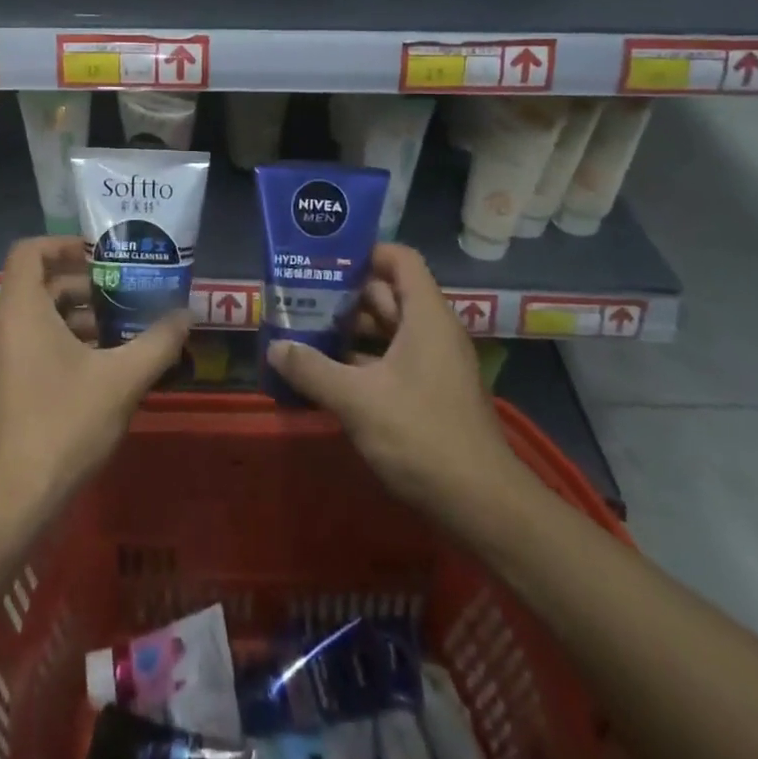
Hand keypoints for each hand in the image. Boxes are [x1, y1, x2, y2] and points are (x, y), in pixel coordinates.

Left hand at [0, 237, 189, 518]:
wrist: (4, 505)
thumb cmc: (62, 427)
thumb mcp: (121, 381)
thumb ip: (157, 342)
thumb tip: (187, 314)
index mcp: (18, 310)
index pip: (29, 251)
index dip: (64, 245)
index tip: (101, 257)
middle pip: (36, 287)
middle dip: (81, 289)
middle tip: (122, 300)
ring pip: (30, 320)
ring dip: (70, 320)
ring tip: (115, 338)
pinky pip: (20, 348)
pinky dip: (52, 346)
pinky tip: (90, 374)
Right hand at [266, 244, 527, 530]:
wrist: (482, 506)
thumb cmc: (422, 436)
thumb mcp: (358, 400)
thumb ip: (313, 370)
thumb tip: (274, 348)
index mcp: (426, 317)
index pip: (400, 259)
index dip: (366, 252)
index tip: (326, 260)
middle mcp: (434, 332)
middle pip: (390, 294)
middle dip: (347, 294)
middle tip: (303, 295)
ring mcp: (435, 365)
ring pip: (390, 330)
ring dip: (352, 330)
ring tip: (307, 330)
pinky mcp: (432, 394)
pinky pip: (394, 360)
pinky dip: (363, 361)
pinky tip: (329, 375)